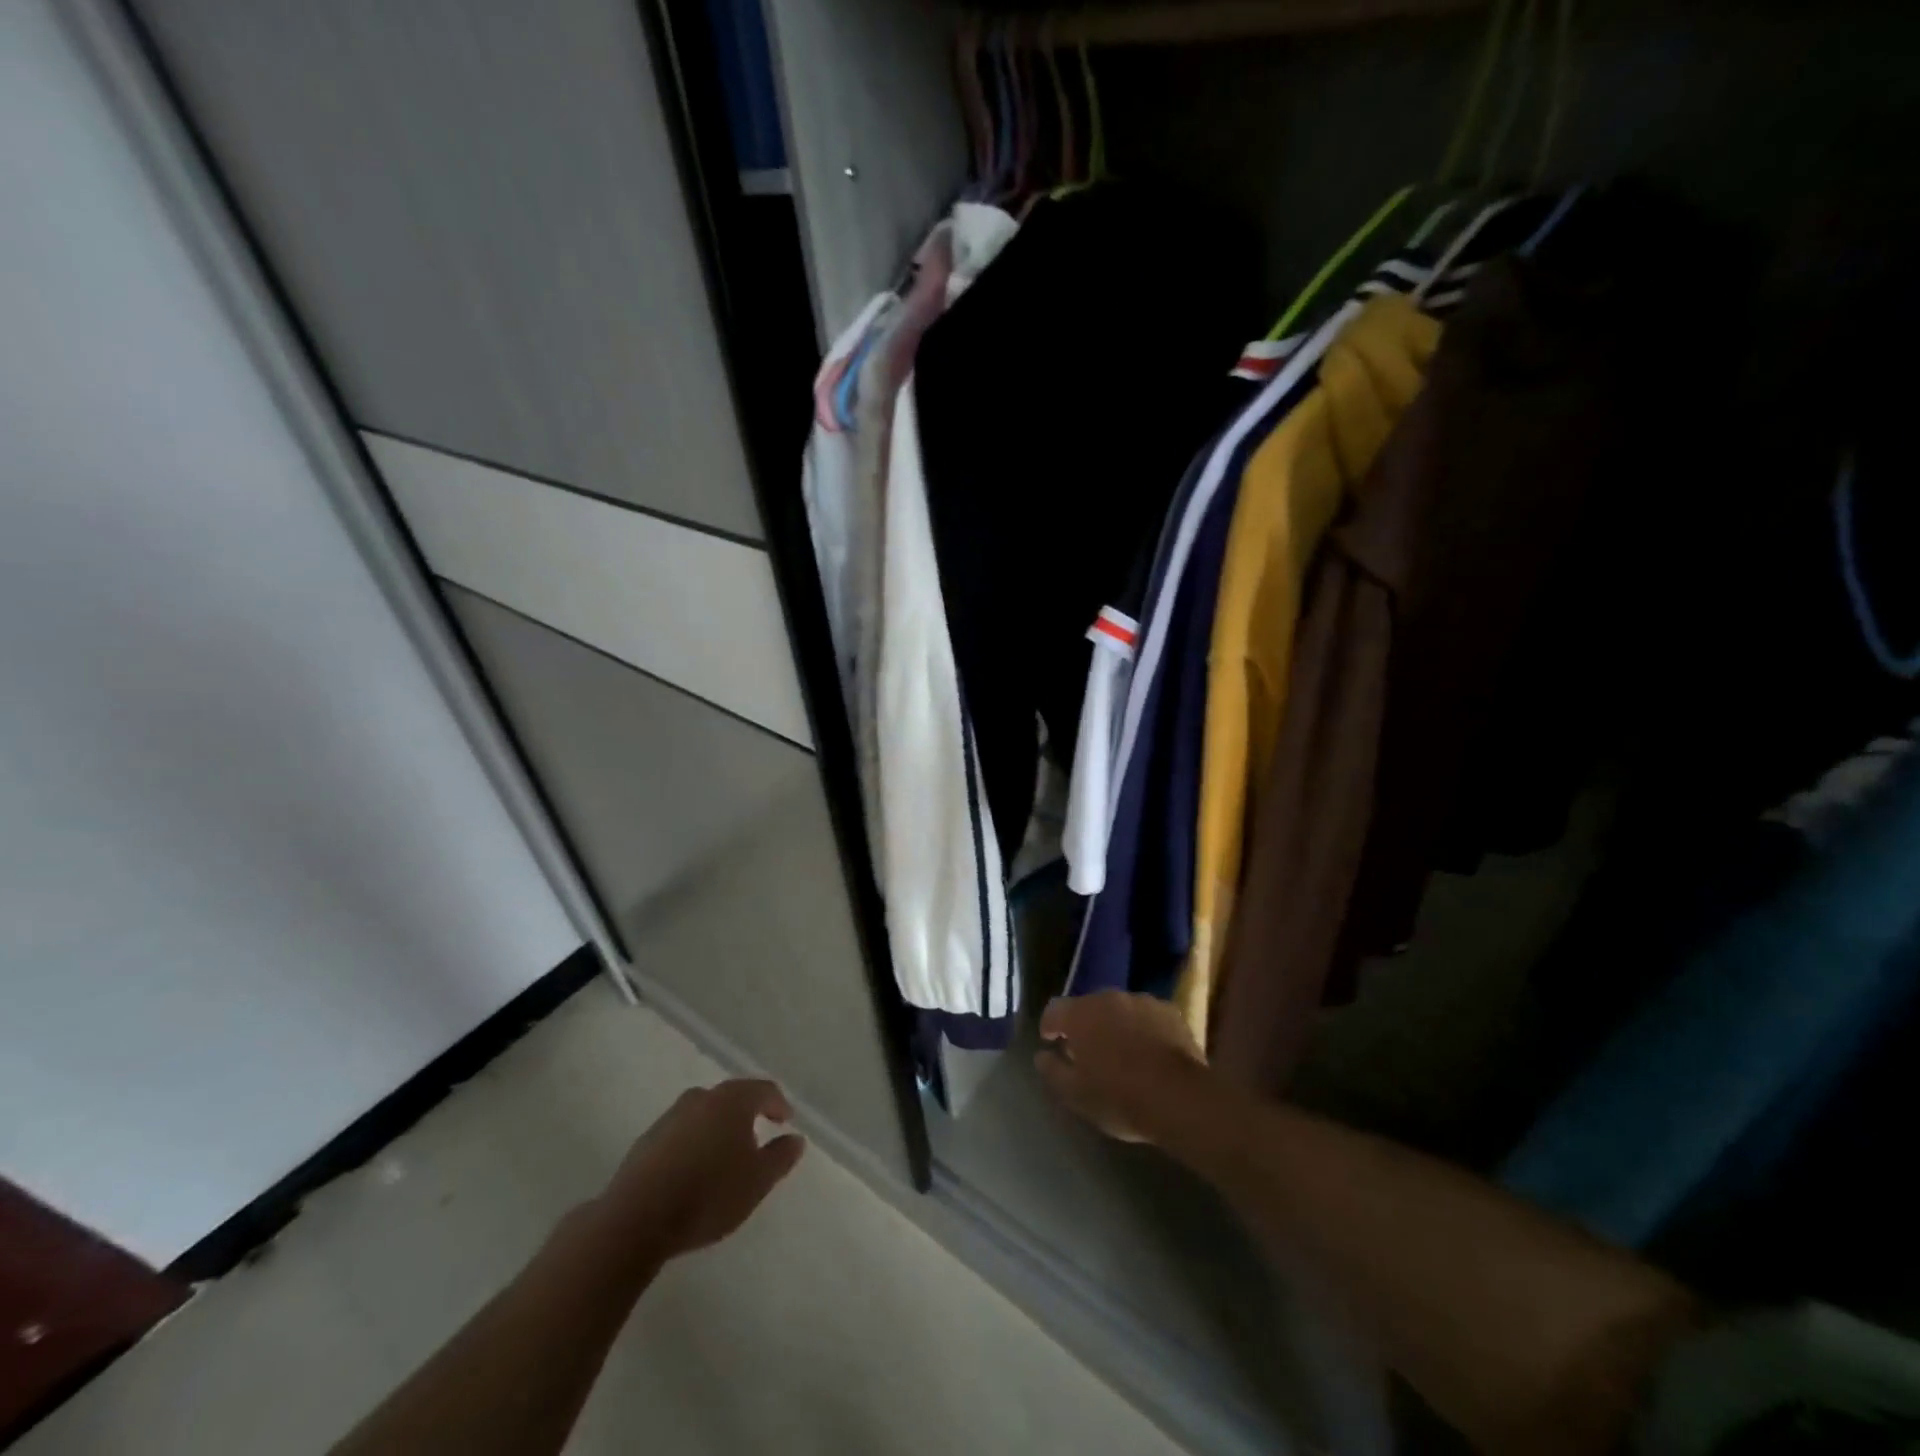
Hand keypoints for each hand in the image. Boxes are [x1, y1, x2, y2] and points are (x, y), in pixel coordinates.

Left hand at [599, 1079, 805, 1261]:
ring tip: (725, 1155)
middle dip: (747, 1113)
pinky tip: (694, 1169)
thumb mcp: (757, 1181)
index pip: (763, 1090)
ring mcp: (670, 1117)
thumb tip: (795, 1138)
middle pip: (732, 1097)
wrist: (636, 1220)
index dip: (778, 1104)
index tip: (786, 1121)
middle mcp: (701, 1098)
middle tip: (758, 1135)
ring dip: (719, 1127)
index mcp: (732, 1100)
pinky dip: (695, 1142)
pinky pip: (682, 1132)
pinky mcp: (647, 1141)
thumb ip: (780, 1156)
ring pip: (704, 1113)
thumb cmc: (708, 1195)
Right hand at [1036, 992, 1207, 1143]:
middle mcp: (1109, 998)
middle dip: (1085, 1025)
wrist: (1181, 1098)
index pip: (1054, 1010)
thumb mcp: (1076, 1095)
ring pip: (1119, 1009)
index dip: (1050, 1026)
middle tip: (1088, 1052)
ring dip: (1115, 1024)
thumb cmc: (1120, 1097)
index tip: (1052, 1043)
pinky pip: (1147, 1016)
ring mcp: (1142, 1001)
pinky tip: (1150, 1052)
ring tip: (1121, 1052)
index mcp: (1081, 1014)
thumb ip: (1053, 1071)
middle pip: (1088, 1006)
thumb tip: (1042, 1056)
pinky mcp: (1170, 1011)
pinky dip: (1143, 1029)